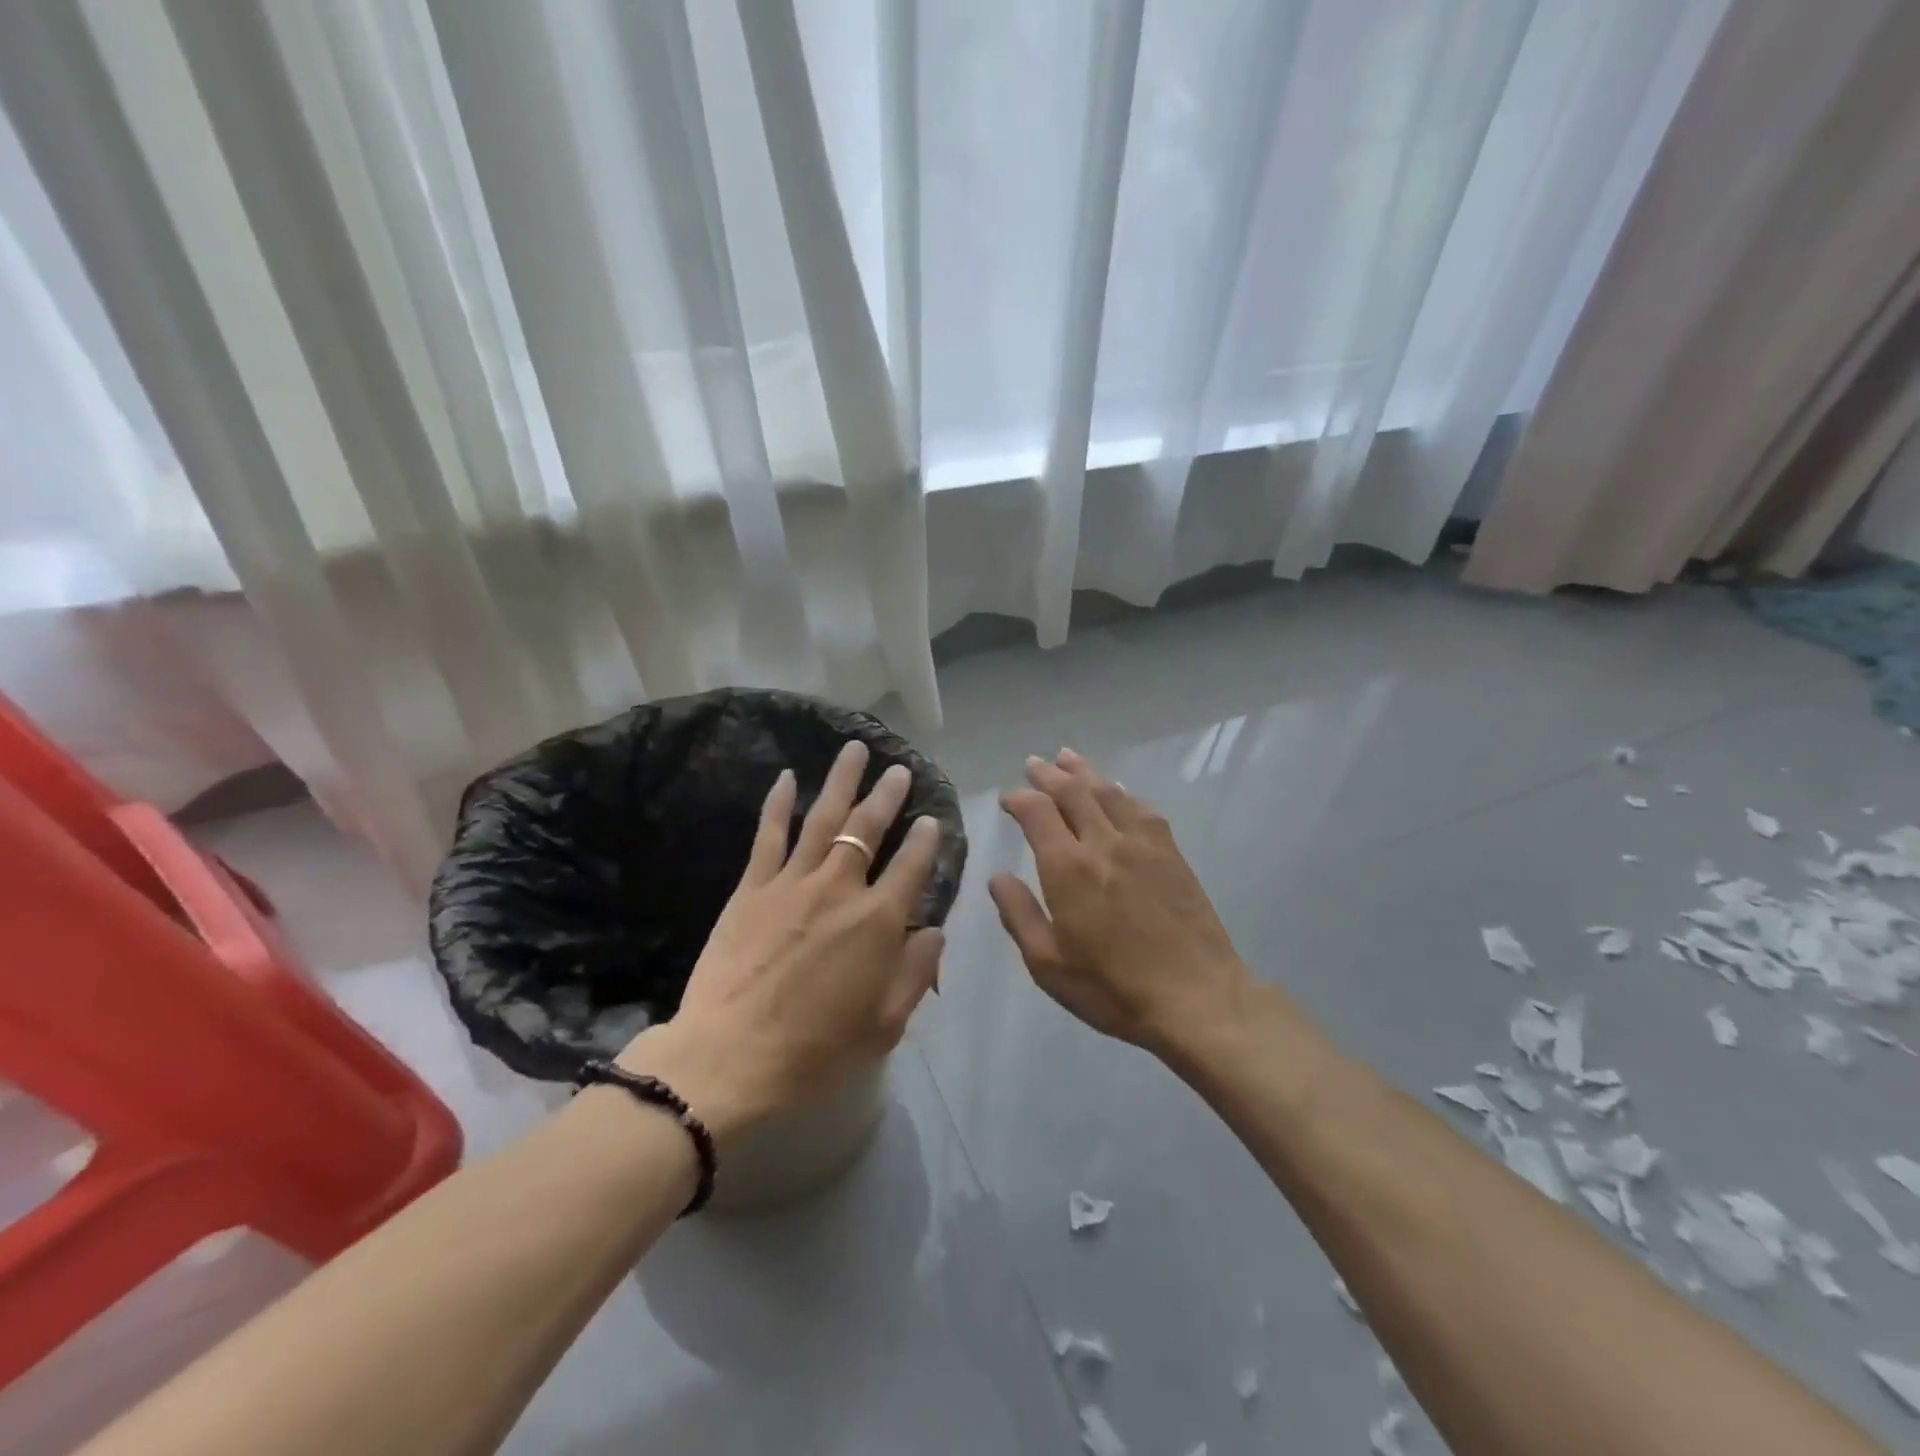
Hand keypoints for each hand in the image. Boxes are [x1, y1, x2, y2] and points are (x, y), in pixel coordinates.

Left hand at [619, 741, 944, 1137]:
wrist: (730, 1059)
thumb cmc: (816, 1051)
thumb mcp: (885, 1025)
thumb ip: (916, 972)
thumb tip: (935, 931)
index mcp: (878, 922)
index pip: (912, 866)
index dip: (926, 840)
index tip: (932, 820)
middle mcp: (840, 889)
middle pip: (868, 828)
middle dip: (887, 795)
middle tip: (899, 769)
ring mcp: (792, 883)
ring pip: (823, 818)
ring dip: (841, 781)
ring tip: (854, 749)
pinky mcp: (752, 888)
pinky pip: (768, 836)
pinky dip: (778, 804)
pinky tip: (787, 777)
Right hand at [990, 749, 1251, 1055]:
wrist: (1196, 998)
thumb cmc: (1113, 988)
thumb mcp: (1048, 964)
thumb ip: (1019, 915)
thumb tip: (997, 877)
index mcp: (1069, 868)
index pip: (1038, 812)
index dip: (1019, 798)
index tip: (1008, 798)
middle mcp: (1104, 843)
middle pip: (1073, 791)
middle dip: (1048, 774)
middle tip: (1033, 763)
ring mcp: (1142, 845)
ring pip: (1108, 792)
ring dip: (1084, 772)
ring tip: (1067, 758)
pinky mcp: (1171, 853)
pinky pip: (1143, 809)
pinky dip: (1123, 792)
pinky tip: (1118, 790)